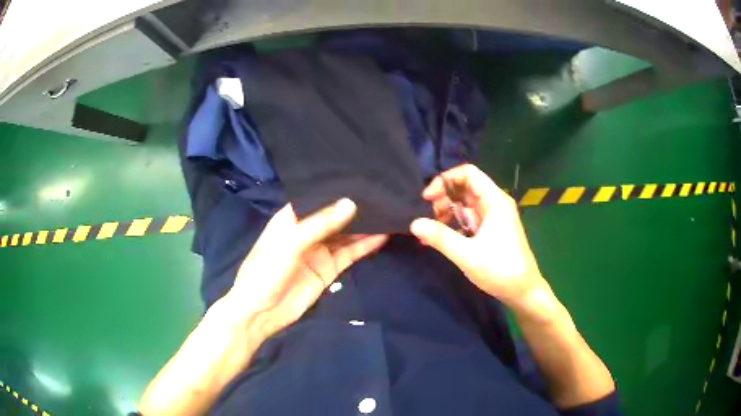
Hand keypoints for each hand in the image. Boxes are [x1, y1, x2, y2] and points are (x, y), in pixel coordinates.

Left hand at [226, 199, 387, 339]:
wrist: (261, 312)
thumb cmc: (266, 270)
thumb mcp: (290, 242)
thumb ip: (321, 223)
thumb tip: (351, 203)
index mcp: (291, 218)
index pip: (316, 197)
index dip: (336, 188)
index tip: (362, 176)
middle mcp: (306, 231)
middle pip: (334, 216)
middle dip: (354, 207)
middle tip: (382, 194)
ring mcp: (318, 251)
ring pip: (345, 235)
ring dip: (363, 226)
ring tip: (388, 212)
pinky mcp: (328, 269)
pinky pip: (349, 254)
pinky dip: (364, 246)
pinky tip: (382, 236)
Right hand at [410, 164, 549, 311]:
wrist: (523, 291)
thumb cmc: (499, 269)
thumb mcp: (466, 254)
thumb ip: (440, 237)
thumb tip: (414, 224)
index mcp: (495, 200)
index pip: (468, 173)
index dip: (445, 180)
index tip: (427, 198)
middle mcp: (495, 203)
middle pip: (465, 188)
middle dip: (443, 197)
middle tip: (427, 216)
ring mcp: (495, 217)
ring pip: (466, 204)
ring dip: (447, 212)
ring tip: (431, 229)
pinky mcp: (492, 230)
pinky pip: (470, 219)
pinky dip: (455, 223)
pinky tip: (442, 238)